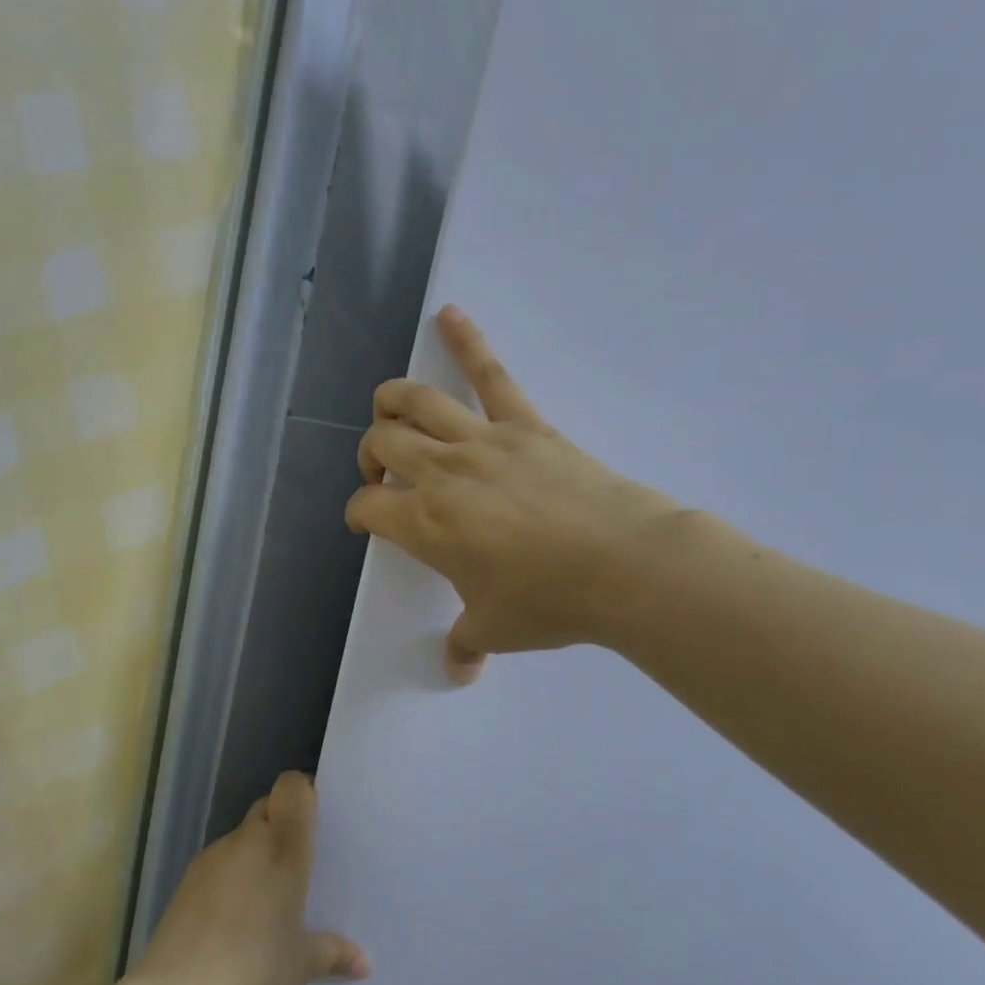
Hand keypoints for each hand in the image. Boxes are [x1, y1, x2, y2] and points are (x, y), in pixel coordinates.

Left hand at [132, 772, 367, 984]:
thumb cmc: (255, 971)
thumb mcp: (303, 964)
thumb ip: (334, 952)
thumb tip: (364, 964)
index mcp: (283, 848)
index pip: (292, 788)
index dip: (303, 792)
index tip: (317, 818)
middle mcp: (247, 841)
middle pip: (267, 807)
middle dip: (283, 824)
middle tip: (299, 863)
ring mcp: (212, 858)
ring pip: (242, 836)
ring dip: (256, 852)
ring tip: (268, 896)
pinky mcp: (187, 880)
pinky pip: (220, 862)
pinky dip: (232, 875)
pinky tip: (236, 916)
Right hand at [347, 305, 681, 682]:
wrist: (624, 565)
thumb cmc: (549, 601)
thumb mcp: (496, 629)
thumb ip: (466, 644)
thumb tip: (458, 671)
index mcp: (425, 524)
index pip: (368, 507)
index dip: (359, 514)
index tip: (368, 523)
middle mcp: (442, 473)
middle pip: (383, 443)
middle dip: (371, 456)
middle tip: (384, 475)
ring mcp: (484, 442)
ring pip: (418, 400)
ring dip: (392, 401)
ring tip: (388, 409)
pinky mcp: (526, 424)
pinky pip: (491, 374)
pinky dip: (467, 340)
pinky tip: (449, 314)